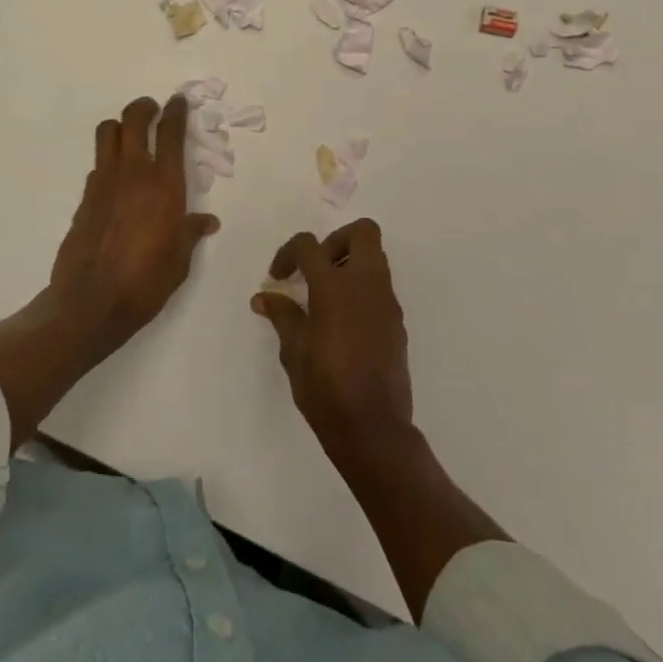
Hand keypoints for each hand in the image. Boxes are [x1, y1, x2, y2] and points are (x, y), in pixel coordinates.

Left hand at [49, 94, 220, 346]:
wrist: (92, 301)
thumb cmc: (147, 281)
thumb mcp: (180, 259)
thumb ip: (191, 232)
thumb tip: (207, 221)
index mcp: (165, 184)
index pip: (172, 133)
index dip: (176, 112)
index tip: (178, 101)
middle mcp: (134, 173)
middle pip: (134, 119)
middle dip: (144, 108)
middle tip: (152, 110)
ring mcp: (104, 181)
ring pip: (108, 132)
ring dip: (120, 127)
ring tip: (130, 137)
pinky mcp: (85, 197)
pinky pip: (98, 164)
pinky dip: (108, 161)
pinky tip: (115, 181)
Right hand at [252, 219, 413, 460]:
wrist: (374, 429)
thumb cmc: (326, 389)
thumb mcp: (294, 351)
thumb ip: (282, 315)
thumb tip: (264, 297)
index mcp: (335, 287)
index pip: (309, 245)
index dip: (289, 253)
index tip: (279, 278)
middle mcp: (366, 285)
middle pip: (362, 232)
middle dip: (335, 241)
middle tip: (316, 268)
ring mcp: (387, 302)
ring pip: (375, 258)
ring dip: (350, 264)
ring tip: (326, 296)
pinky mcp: (397, 322)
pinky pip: (380, 287)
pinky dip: (361, 290)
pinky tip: (343, 322)